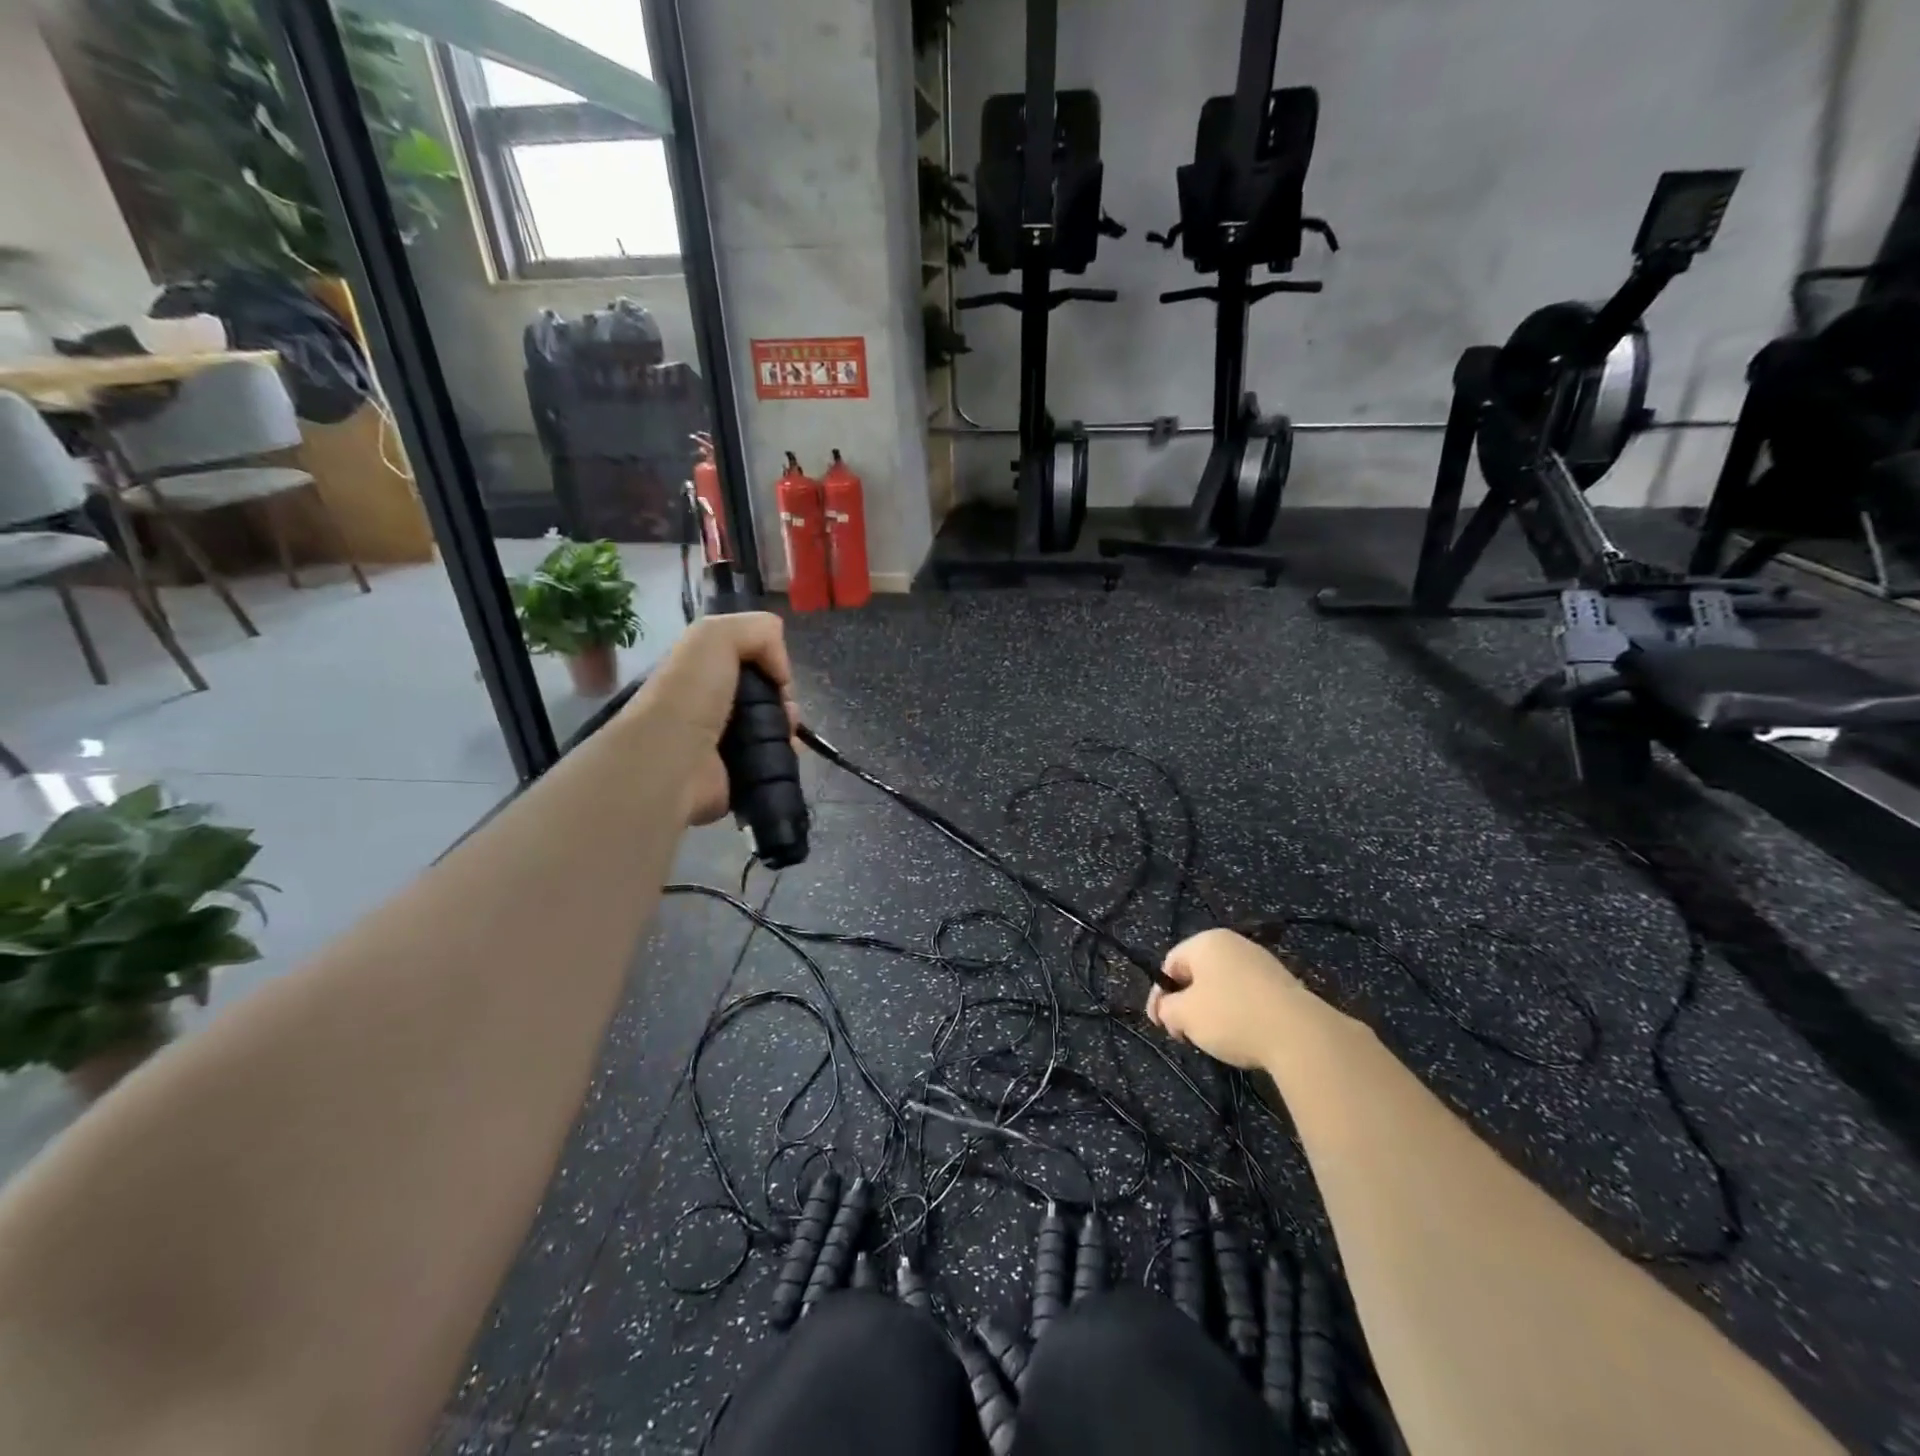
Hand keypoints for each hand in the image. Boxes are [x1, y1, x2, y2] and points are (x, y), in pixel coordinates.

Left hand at [627, 612, 799, 825]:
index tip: (777, 675)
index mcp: (701, 670)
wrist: (672, 758)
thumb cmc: (691, 693)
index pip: (746, 660)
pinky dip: (787, 753)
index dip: (769, 662)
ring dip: (789, 725)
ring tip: (789, 731)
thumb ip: (758, 631)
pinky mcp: (736, 773)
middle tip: (785, 707)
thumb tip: (781, 671)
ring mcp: (722, 741)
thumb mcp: (717, 635)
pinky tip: (789, 750)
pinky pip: (773, 757)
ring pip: (772, 725)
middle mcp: (710, 703)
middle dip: (784, 697)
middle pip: (764, 694)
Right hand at [1146, 929, 1317, 1069]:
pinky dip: (1238, 1011)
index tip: (1161, 1024)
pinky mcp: (1283, 982)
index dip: (1160, 995)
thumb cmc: (1232, 1016)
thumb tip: (1166, 1010)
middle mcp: (1233, 943)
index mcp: (1205, 942)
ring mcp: (1261, 961)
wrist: (1299, 1034)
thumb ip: (1166, 1009)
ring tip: (1216, 1038)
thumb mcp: (1185, 1016)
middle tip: (1185, 1033)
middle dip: (1187, 1003)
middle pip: (1197, 973)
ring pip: (1223, 985)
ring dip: (1212, 1009)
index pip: (1170, 964)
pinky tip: (1244, 1034)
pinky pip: (1248, 994)